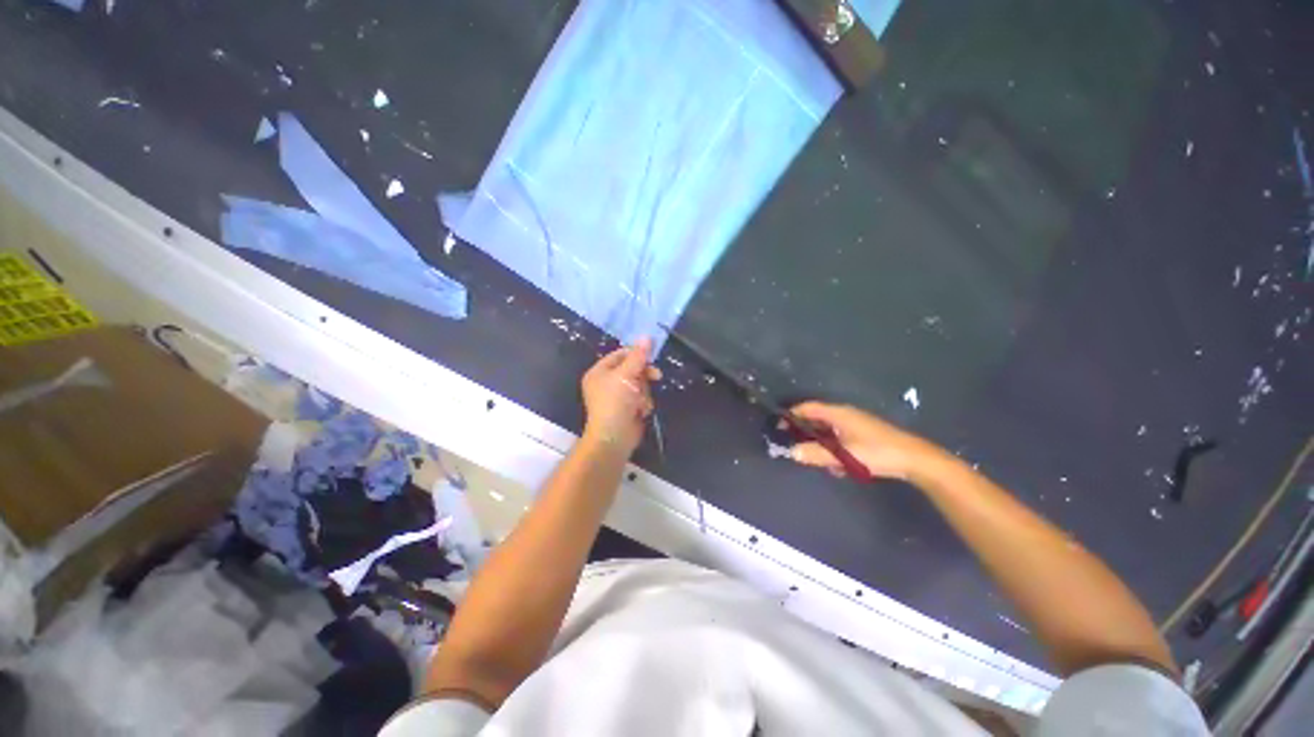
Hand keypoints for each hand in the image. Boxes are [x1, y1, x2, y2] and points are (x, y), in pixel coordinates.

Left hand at [581, 337, 661, 453]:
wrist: (614, 438)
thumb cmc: (615, 402)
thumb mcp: (626, 375)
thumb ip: (638, 356)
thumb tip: (647, 336)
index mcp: (599, 372)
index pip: (620, 355)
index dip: (636, 354)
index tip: (651, 355)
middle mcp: (607, 382)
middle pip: (632, 369)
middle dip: (643, 376)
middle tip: (656, 376)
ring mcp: (617, 397)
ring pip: (640, 384)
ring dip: (644, 393)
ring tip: (641, 403)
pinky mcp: (627, 409)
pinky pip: (641, 398)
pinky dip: (643, 404)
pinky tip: (641, 411)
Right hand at [788, 402, 944, 480]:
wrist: (915, 460)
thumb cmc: (877, 453)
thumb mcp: (843, 456)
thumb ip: (816, 454)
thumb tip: (792, 452)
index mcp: (838, 413)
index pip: (807, 408)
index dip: (791, 415)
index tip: (779, 426)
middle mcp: (845, 414)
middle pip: (816, 419)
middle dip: (805, 433)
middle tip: (796, 448)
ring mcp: (855, 424)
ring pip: (829, 431)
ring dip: (821, 445)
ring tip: (821, 463)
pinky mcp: (863, 434)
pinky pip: (840, 438)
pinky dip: (835, 450)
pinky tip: (840, 467)